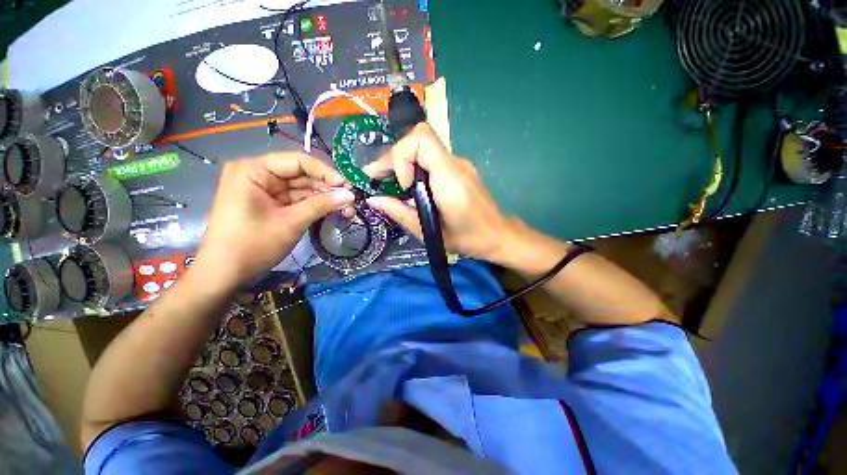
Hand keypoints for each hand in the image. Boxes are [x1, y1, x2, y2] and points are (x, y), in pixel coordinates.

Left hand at [193, 153, 354, 289]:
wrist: (224, 274)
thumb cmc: (252, 245)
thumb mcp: (291, 223)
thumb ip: (322, 205)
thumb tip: (351, 196)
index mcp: (254, 170)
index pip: (298, 161)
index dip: (326, 172)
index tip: (348, 186)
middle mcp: (258, 174)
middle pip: (302, 175)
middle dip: (327, 188)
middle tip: (351, 201)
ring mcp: (264, 190)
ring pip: (302, 188)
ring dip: (324, 199)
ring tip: (346, 210)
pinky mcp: (269, 203)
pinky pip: (296, 200)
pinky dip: (314, 206)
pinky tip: (332, 212)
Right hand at [363, 123, 519, 263]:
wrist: (498, 236)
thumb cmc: (468, 240)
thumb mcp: (430, 233)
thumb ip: (401, 213)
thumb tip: (374, 200)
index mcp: (450, 179)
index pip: (421, 139)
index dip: (402, 156)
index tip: (402, 185)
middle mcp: (455, 164)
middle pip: (418, 139)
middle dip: (394, 157)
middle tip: (376, 178)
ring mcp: (459, 164)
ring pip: (423, 147)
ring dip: (401, 162)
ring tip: (388, 183)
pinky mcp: (458, 169)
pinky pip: (431, 159)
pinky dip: (414, 167)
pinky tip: (408, 187)